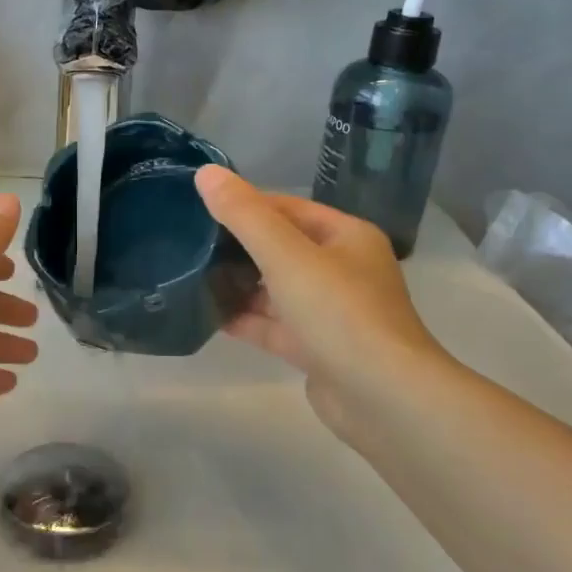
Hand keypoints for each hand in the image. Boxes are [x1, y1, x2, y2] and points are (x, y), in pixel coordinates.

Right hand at [196, 166, 450, 449]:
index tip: (201, 207)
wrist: (382, 398)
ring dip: (240, 285)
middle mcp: (343, 270)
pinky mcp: (318, 350)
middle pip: (282, 249)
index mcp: (346, 237)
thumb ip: (244, 215)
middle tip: (189, 243)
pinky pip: (276, 326)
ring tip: (191, 276)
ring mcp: (332, 313)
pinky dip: (247, 320)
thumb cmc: (338, 313)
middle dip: (239, 247)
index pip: (289, 209)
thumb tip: (205, 173)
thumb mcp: (286, 255)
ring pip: (277, 290)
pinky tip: (209, 317)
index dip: (246, 205)